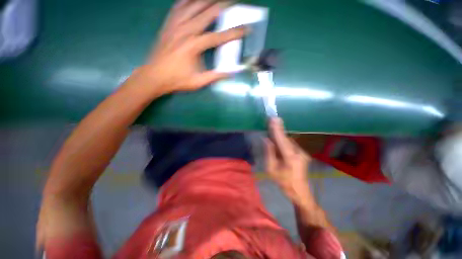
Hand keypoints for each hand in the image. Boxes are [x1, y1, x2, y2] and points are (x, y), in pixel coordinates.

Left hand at [134, 0, 246, 95]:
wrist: (154, 76)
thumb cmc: (177, 80)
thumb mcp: (199, 82)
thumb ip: (216, 76)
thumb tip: (232, 73)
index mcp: (194, 46)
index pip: (218, 37)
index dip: (233, 33)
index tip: (245, 29)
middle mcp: (185, 31)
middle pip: (206, 13)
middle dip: (222, 6)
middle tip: (232, 2)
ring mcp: (175, 25)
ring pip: (192, 5)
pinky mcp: (168, 25)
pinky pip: (178, 7)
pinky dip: (186, 0)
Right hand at [265, 118, 311, 202]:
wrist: (300, 192)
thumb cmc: (283, 182)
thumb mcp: (272, 169)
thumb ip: (269, 153)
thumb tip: (266, 140)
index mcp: (290, 158)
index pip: (282, 140)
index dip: (277, 129)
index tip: (273, 119)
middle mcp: (298, 153)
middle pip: (286, 138)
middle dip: (278, 130)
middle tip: (272, 119)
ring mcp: (302, 153)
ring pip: (289, 141)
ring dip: (280, 136)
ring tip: (273, 129)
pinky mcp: (303, 154)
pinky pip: (291, 145)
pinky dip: (284, 141)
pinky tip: (278, 141)